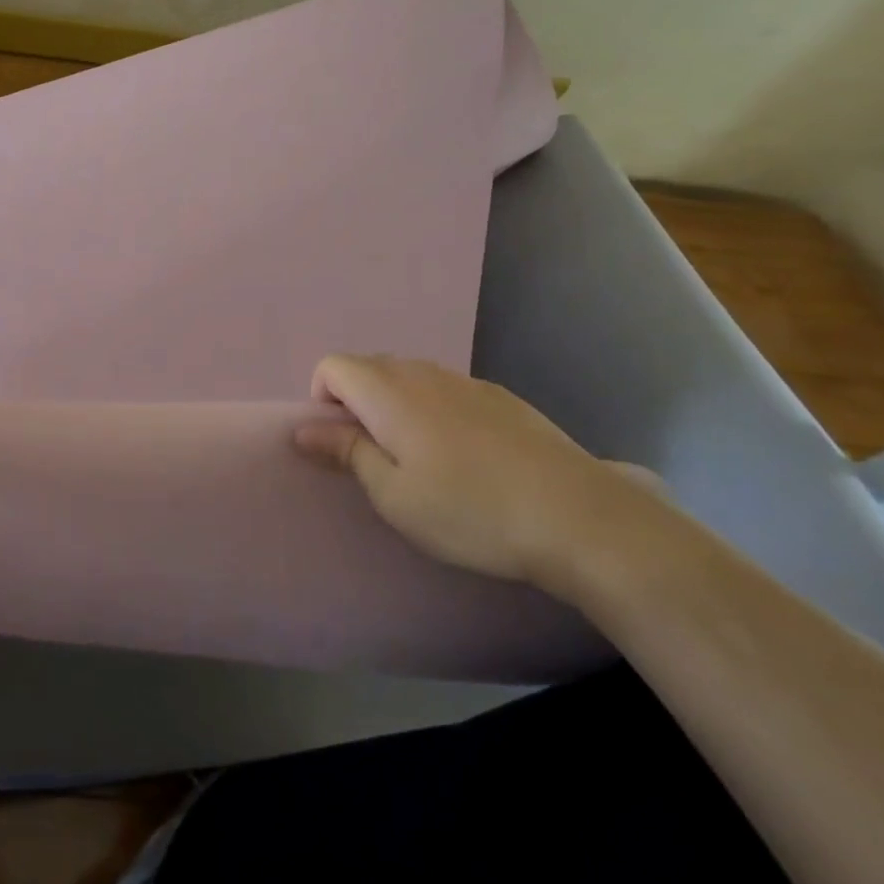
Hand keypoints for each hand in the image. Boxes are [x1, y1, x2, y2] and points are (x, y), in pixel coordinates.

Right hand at [294, 355, 664, 591]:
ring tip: (422, 460)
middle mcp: (422, 372)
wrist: (580, 518)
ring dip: (395, 407)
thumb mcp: (394, 495)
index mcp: (387, 392)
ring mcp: (466, 381)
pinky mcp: (502, 397)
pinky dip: (435, 411)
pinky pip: (446, 390)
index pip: (331, 366)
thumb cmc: (471, 511)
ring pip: (409, 378)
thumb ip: (346, 452)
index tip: (341, 445)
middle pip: (368, 367)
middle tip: (378, 458)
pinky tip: (467, 458)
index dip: (322, 400)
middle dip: (356, 403)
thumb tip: (303, 428)